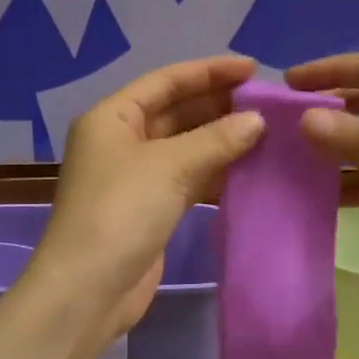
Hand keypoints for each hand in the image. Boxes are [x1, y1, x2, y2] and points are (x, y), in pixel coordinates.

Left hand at [25, 55, 265, 346]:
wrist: (89, 290)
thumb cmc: (121, 212)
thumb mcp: (169, 166)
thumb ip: (216, 139)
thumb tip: (257, 121)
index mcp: (112, 117)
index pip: (165, 81)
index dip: (209, 72)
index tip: (253, 69)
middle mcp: (120, 140)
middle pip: (175, 112)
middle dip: (219, 105)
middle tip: (268, 103)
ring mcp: (134, 177)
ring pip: (184, 147)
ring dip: (221, 140)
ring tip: (268, 133)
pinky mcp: (149, 209)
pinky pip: (187, 179)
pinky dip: (215, 173)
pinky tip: (250, 170)